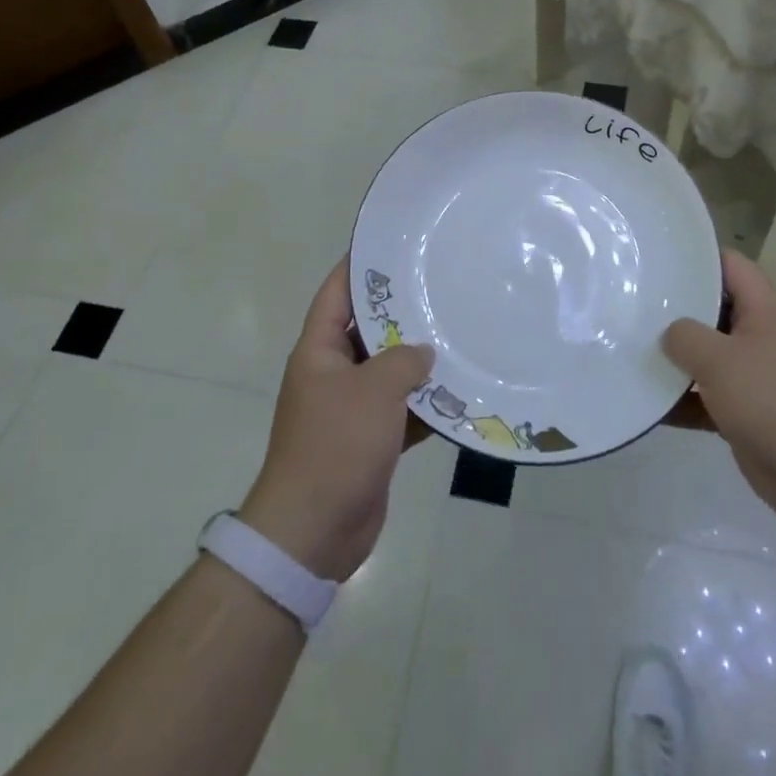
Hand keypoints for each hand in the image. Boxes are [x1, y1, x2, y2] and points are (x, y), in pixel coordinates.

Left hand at [239, 257, 433, 580]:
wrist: (313, 532)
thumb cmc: (336, 446)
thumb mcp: (373, 390)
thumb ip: (403, 360)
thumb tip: (424, 351)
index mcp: (319, 351)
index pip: (337, 293)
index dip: (359, 265)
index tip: (393, 244)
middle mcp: (334, 373)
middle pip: (370, 330)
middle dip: (403, 312)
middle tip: (442, 286)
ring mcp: (352, 408)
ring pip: (390, 371)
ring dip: (420, 361)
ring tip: (461, 332)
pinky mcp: (371, 439)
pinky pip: (402, 409)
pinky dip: (426, 403)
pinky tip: (461, 391)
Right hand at [661, 249, 775, 531]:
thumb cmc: (773, 401)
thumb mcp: (720, 359)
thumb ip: (685, 336)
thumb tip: (670, 334)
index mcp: (766, 309)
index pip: (730, 264)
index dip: (695, 257)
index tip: (656, 259)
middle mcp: (763, 335)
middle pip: (714, 309)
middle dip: (676, 310)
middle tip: (633, 304)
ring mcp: (757, 375)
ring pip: (709, 355)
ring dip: (676, 359)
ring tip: (631, 349)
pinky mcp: (749, 413)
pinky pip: (709, 397)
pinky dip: (684, 400)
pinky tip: (649, 405)